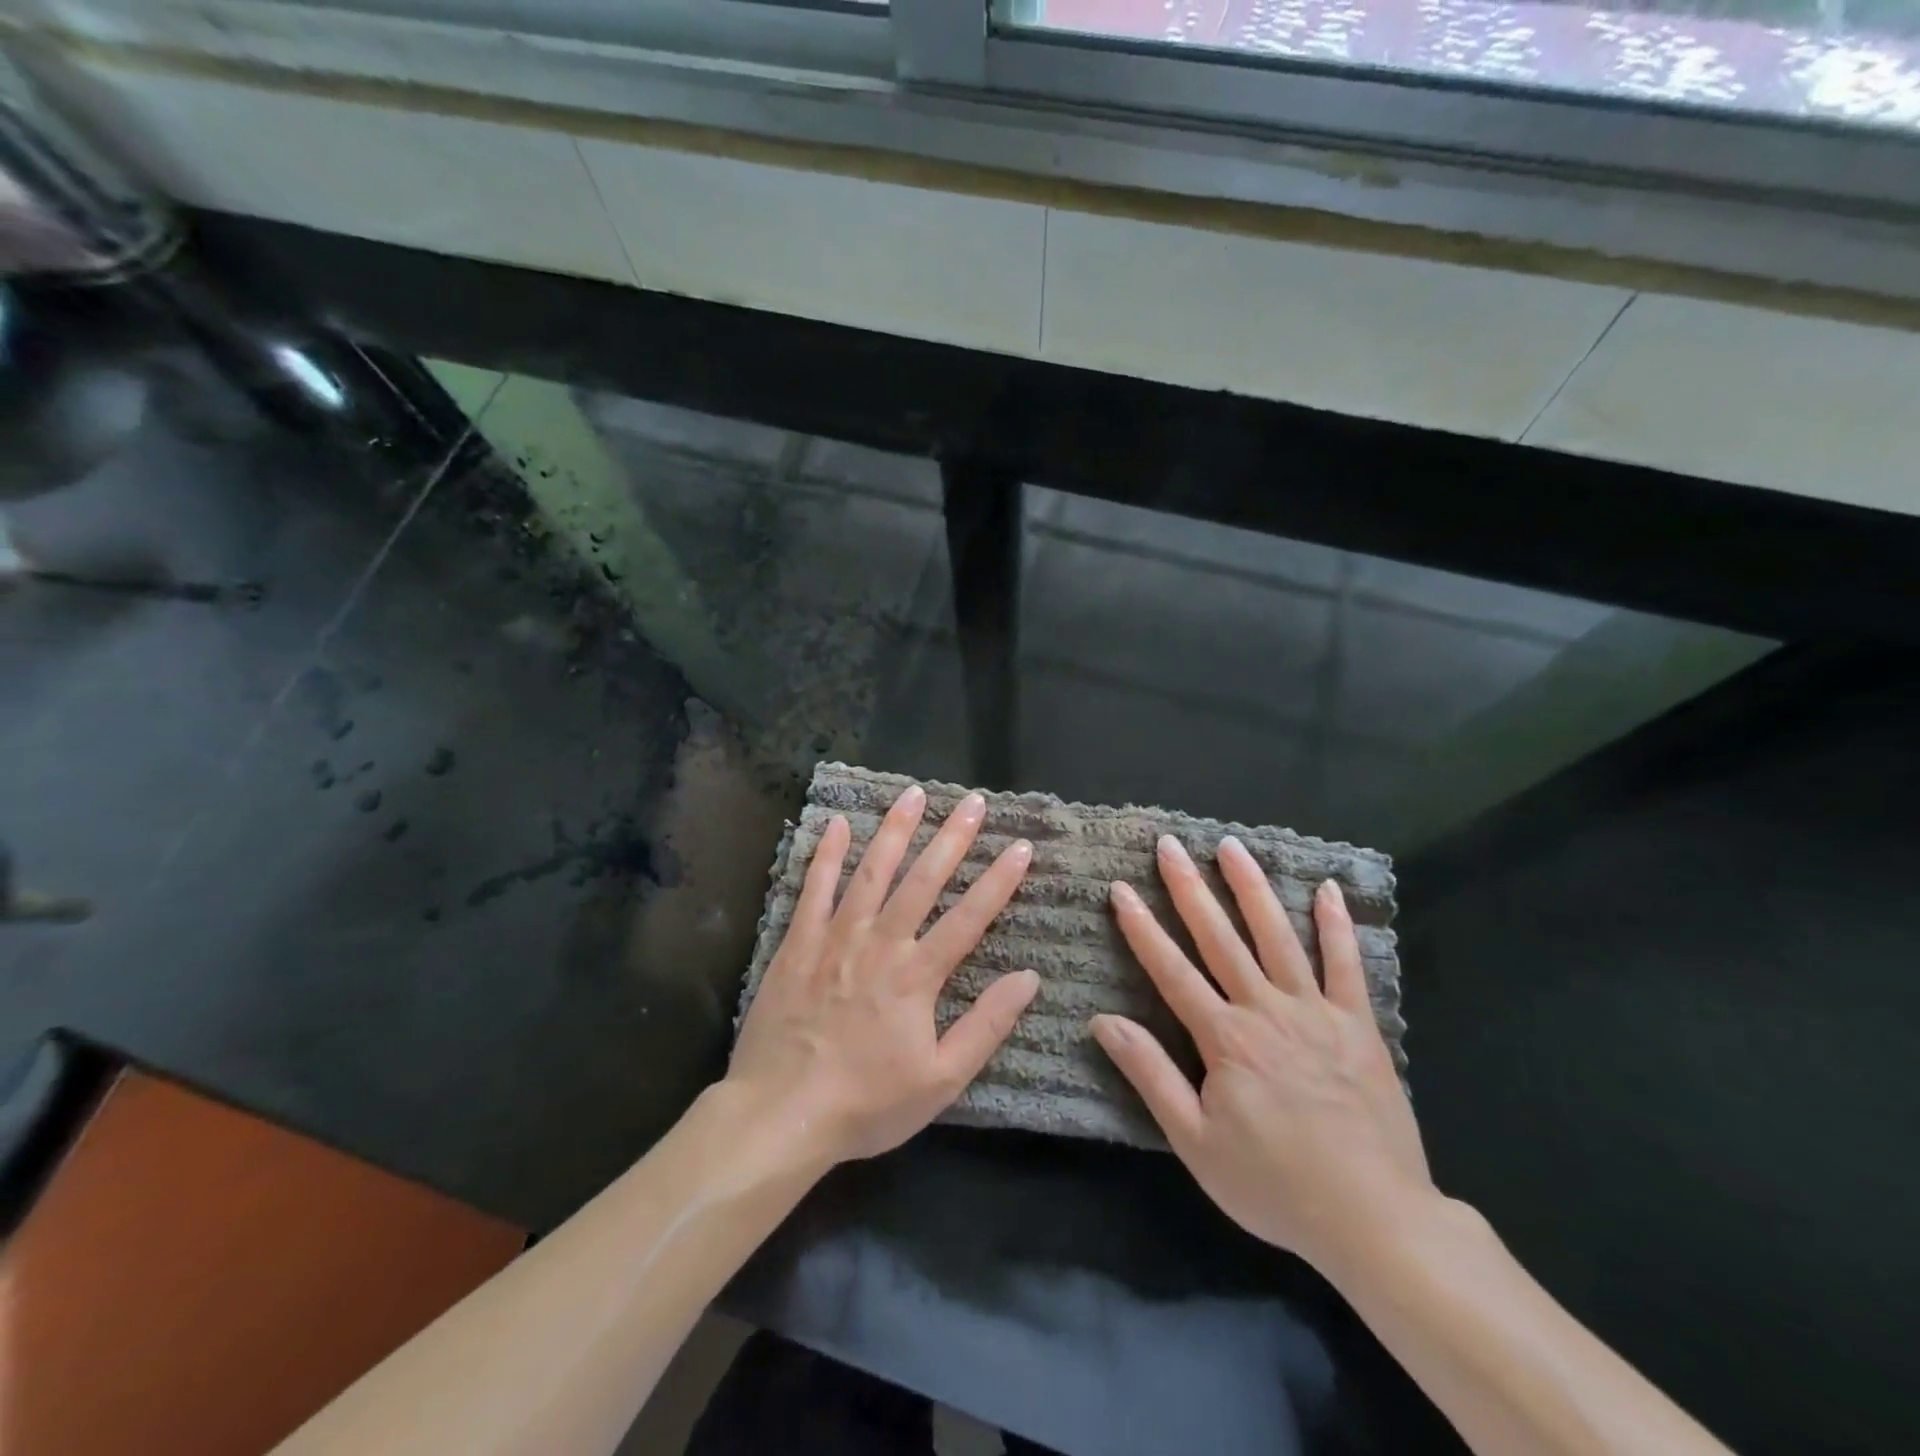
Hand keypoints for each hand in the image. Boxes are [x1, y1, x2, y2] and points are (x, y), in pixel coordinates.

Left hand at [728, 783, 1038, 1167]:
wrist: (780, 1113)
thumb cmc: (866, 1103)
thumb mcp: (941, 1080)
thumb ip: (986, 1026)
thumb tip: (1029, 978)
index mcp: (918, 976)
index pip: (969, 918)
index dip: (999, 881)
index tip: (1021, 846)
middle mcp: (881, 943)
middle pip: (923, 880)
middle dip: (952, 838)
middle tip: (973, 801)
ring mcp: (836, 937)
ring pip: (872, 872)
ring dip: (895, 831)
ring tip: (914, 794)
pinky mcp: (798, 942)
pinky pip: (814, 889)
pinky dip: (826, 855)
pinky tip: (837, 824)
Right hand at [1090, 835, 1434, 1278]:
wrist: (1376, 1220)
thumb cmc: (1274, 1184)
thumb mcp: (1195, 1141)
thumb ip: (1150, 1074)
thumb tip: (1103, 1021)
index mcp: (1224, 1038)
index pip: (1172, 969)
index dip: (1142, 927)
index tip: (1122, 888)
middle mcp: (1266, 1010)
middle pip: (1220, 938)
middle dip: (1189, 888)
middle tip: (1169, 845)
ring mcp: (1316, 1011)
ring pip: (1277, 936)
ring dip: (1252, 888)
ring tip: (1231, 846)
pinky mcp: (1358, 1024)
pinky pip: (1346, 965)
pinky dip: (1336, 925)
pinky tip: (1326, 888)